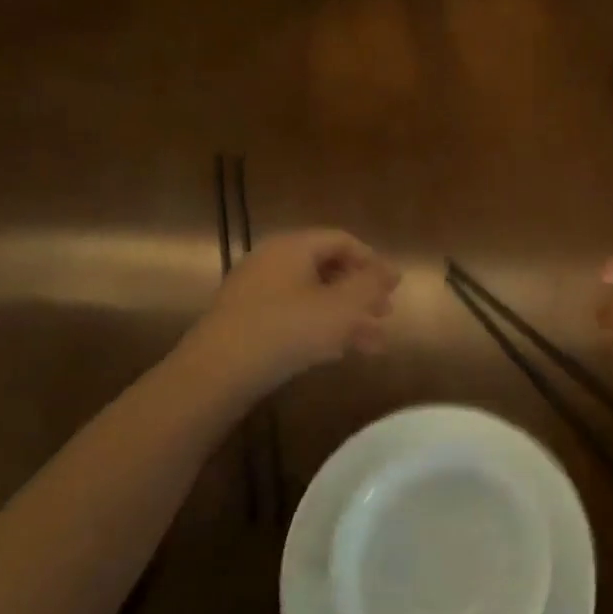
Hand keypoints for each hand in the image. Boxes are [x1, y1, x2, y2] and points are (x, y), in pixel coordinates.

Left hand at [180, 229, 400, 398]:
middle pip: (327, 269)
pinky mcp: (246, 321)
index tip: (395, 286)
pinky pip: (293, 315)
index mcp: (294, 247)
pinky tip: (338, 352)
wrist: (218, 372)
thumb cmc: (287, 329)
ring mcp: (255, 292)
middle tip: (386, 314)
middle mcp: (272, 261)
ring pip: (312, 297)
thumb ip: (370, 286)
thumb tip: (389, 271)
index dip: (373, 261)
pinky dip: (320, 328)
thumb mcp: (341, 307)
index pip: (342, 241)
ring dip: (346, 317)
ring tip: (373, 343)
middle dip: (361, 293)